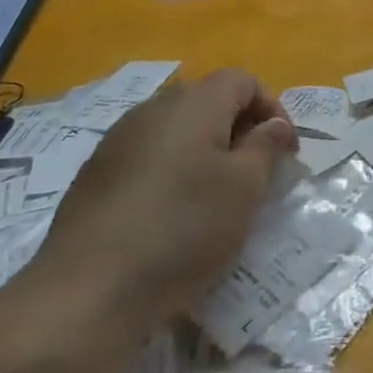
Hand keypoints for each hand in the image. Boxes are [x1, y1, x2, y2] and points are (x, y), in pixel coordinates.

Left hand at [33, 69, 296, 330]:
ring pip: (176, 129)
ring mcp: (118, 140)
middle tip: (255, 173)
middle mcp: (154, 108)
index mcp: (194, 103)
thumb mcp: (245, 188)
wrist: (88, 292)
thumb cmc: (184, 229)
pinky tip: (172, 214)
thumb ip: (266, 147)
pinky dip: (171, 171)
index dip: (272, 108)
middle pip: (208, 100)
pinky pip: (147, 155)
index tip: (284, 152)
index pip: (243, 80)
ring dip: (204, 150)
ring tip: (215, 196)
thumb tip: (274, 125)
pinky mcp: (95, 174)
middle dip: (238, 128)